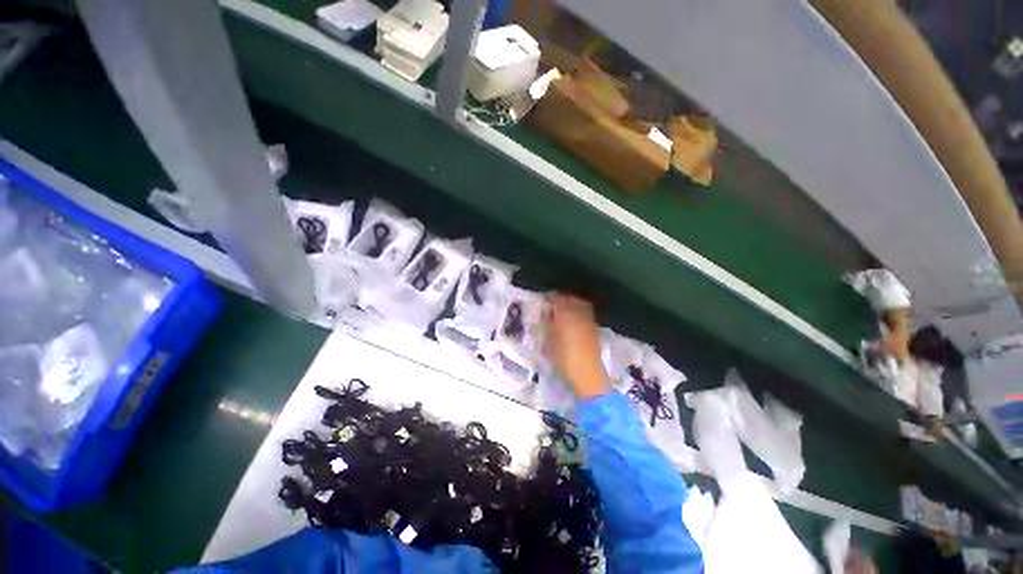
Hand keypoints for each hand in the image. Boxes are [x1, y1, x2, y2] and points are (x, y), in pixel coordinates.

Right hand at [543, 293, 605, 399]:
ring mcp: (588, 319)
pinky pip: (585, 312)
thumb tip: (547, 313)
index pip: (556, 299)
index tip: (544, 302)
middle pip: (570, 299)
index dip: (549, 299)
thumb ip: (547, 324)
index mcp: (565, 314)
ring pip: (579, 303)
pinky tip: (572, 319)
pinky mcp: (594, 327)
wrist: (587, 373)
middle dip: (560, 299)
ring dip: (571, 303)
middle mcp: (578, 313)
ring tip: (563, 311)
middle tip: (552, 306)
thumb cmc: (563, 358)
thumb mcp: (549, 341)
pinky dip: (578, 311)